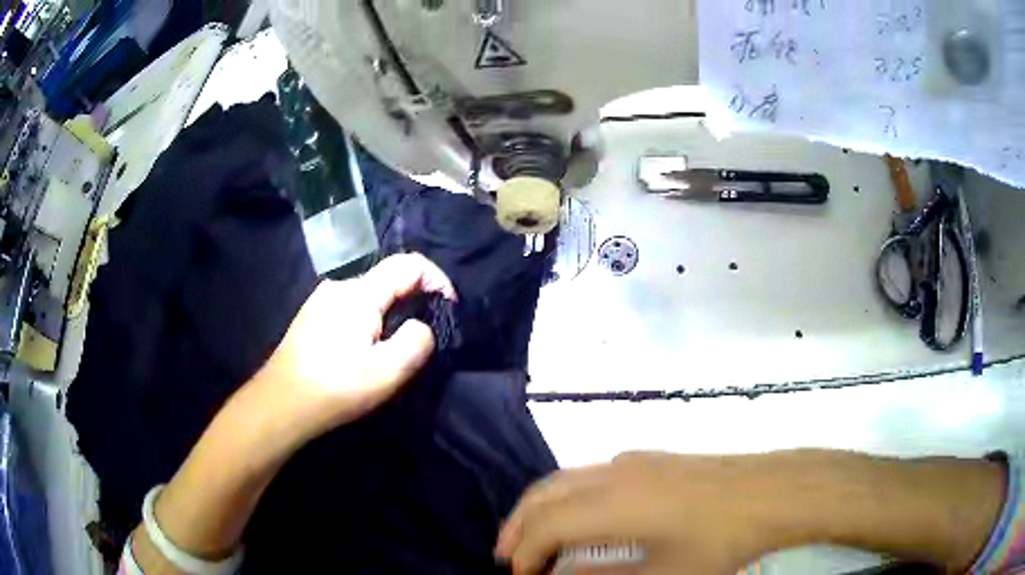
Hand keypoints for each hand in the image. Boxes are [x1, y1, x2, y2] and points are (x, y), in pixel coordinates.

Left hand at [249, 253, 455, 442]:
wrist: (281, 403)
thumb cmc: (335, 387)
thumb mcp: (387, 371)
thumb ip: (417, 341)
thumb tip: (421, 327)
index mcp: (359, 292)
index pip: (409, 264)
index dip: (437, 279)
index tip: (449, 308)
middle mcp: (339, 286)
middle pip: (388, 279)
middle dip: (414, 301)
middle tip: (422, 339)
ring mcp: (321, 300)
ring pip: (369, 296)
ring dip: (390, 314)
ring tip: (393, 350)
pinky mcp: (312, 317)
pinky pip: (351, 308)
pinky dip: (369, 322)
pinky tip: (363, 352)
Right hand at [496, 452, 787, 574]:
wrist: (769, 492)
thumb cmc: (718, 541)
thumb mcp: (662, 574)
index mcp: (611, 504)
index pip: (545, 527)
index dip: (524, 554)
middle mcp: (612, 473)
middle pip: (544, 495)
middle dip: (518, 526)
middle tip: (506, 556)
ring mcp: (631, 461)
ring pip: (564, 479)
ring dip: (540, 509)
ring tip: (532, 538)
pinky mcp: (648, 459)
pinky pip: (588, 475)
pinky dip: (565, 497)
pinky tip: (577, 518)